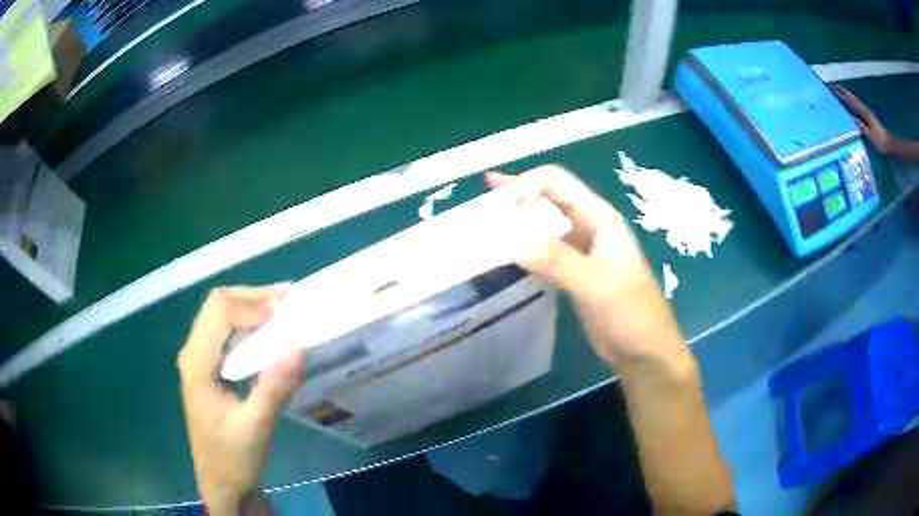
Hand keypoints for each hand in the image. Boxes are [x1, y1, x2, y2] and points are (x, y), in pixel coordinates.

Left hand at [178, 285, 305, 515]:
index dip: (251, 305)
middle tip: (289, 300)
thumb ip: (274, 388)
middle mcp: (193, 353)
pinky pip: (224, 332)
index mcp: (197, 364)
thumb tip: (299, 346)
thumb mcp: (256, 428)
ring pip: (220, 314)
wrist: (222, 483)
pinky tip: (268, 332)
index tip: (285, 314)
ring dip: (250, 306)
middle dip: (252, 297)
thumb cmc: (234, 459)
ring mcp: (198, 360)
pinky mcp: (208, 368)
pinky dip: (247, 323)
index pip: (219, 313)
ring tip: (283, 309)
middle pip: (217, 305)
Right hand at [486, 166, 688, 373]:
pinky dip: (525, 248)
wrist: (645, 352)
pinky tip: (508, 254)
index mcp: (599, 218)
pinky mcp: (575, 272)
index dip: (524, 186)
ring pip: (546, 225)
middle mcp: (590, 227)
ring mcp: (582, 250)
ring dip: (519, 221)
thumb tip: (511, 241)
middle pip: (550, 197)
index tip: (496, 210)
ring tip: (489, 225)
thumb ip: (557, 261)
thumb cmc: (630, 314)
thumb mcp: (596, 285)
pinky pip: (546, 250)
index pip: (556, 184)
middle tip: (484, 197)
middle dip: (518, 194)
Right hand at [834, 85, 890, 152]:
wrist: (888, 144)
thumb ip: (862, 126)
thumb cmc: (880, 141)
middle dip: (845, 93)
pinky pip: (858, 106)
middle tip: (835, 86)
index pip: (852, 103)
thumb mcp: (870, 136)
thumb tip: (853, 118)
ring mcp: (867, 112)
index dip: (844, 97)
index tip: (835, 90)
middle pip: (854, 99)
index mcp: (865, 113)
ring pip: (856, 101)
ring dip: (848, 95)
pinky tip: (851, 102)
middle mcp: (865, 110)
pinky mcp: (869, 116)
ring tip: (841, 91)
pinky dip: (853, 101)